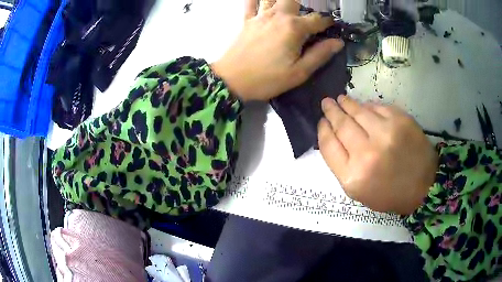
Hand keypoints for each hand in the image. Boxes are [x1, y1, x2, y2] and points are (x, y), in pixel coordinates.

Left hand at [211, 0, 343, 100]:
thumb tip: (338, 42)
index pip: (318, 19)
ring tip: (290, 7)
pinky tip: (263, 1)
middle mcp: (278, 16)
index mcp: (294, 28)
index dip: (328, 23)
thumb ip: (320, 54)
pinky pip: (251, 3)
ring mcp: (260, 16)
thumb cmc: (267, 79)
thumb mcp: (299, 72)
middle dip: (304, 4)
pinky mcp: (247, 21)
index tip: (332, 28)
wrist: (232, 80)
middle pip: (294, 0)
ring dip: (282, 0)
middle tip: (308, 15)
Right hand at [318, 96, 438, 214]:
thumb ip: (342, 165)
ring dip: (347, 103)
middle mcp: (367, 154)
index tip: (322, 121)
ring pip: (359, 111)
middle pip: (342, 125)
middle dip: (331, 111)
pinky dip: (368, 106)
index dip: (323, 129)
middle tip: (326, 103)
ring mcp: (386, 134)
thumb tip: (333, 135)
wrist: (423, 187)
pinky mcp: (401, 121)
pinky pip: (378, 107)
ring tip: (341, 99)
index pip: (329, 145)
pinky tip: (364, 106)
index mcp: (353, 176)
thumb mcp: (358, 191)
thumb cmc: (388, 193)